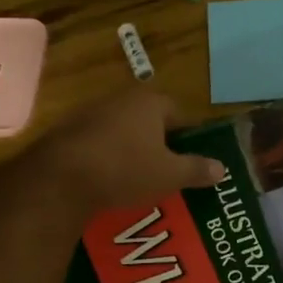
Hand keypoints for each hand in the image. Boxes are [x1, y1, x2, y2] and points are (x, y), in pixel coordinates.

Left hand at [36, 88, 225, 213]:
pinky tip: (110, 182)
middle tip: (171, 171)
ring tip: (142, 180)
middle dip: (160, 144)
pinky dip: (107, 160)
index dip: (190, 137)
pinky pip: (98, 145)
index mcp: (150, 102)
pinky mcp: (67, 133)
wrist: (60, 179)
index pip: (180, 113)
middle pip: (150, 121)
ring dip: (132, 151)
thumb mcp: (170, 175)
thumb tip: (221, 168)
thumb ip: (197, 169)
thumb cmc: (125, 169)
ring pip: (123, 132)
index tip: (194, 159)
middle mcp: (120, 99)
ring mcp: (90, 114)